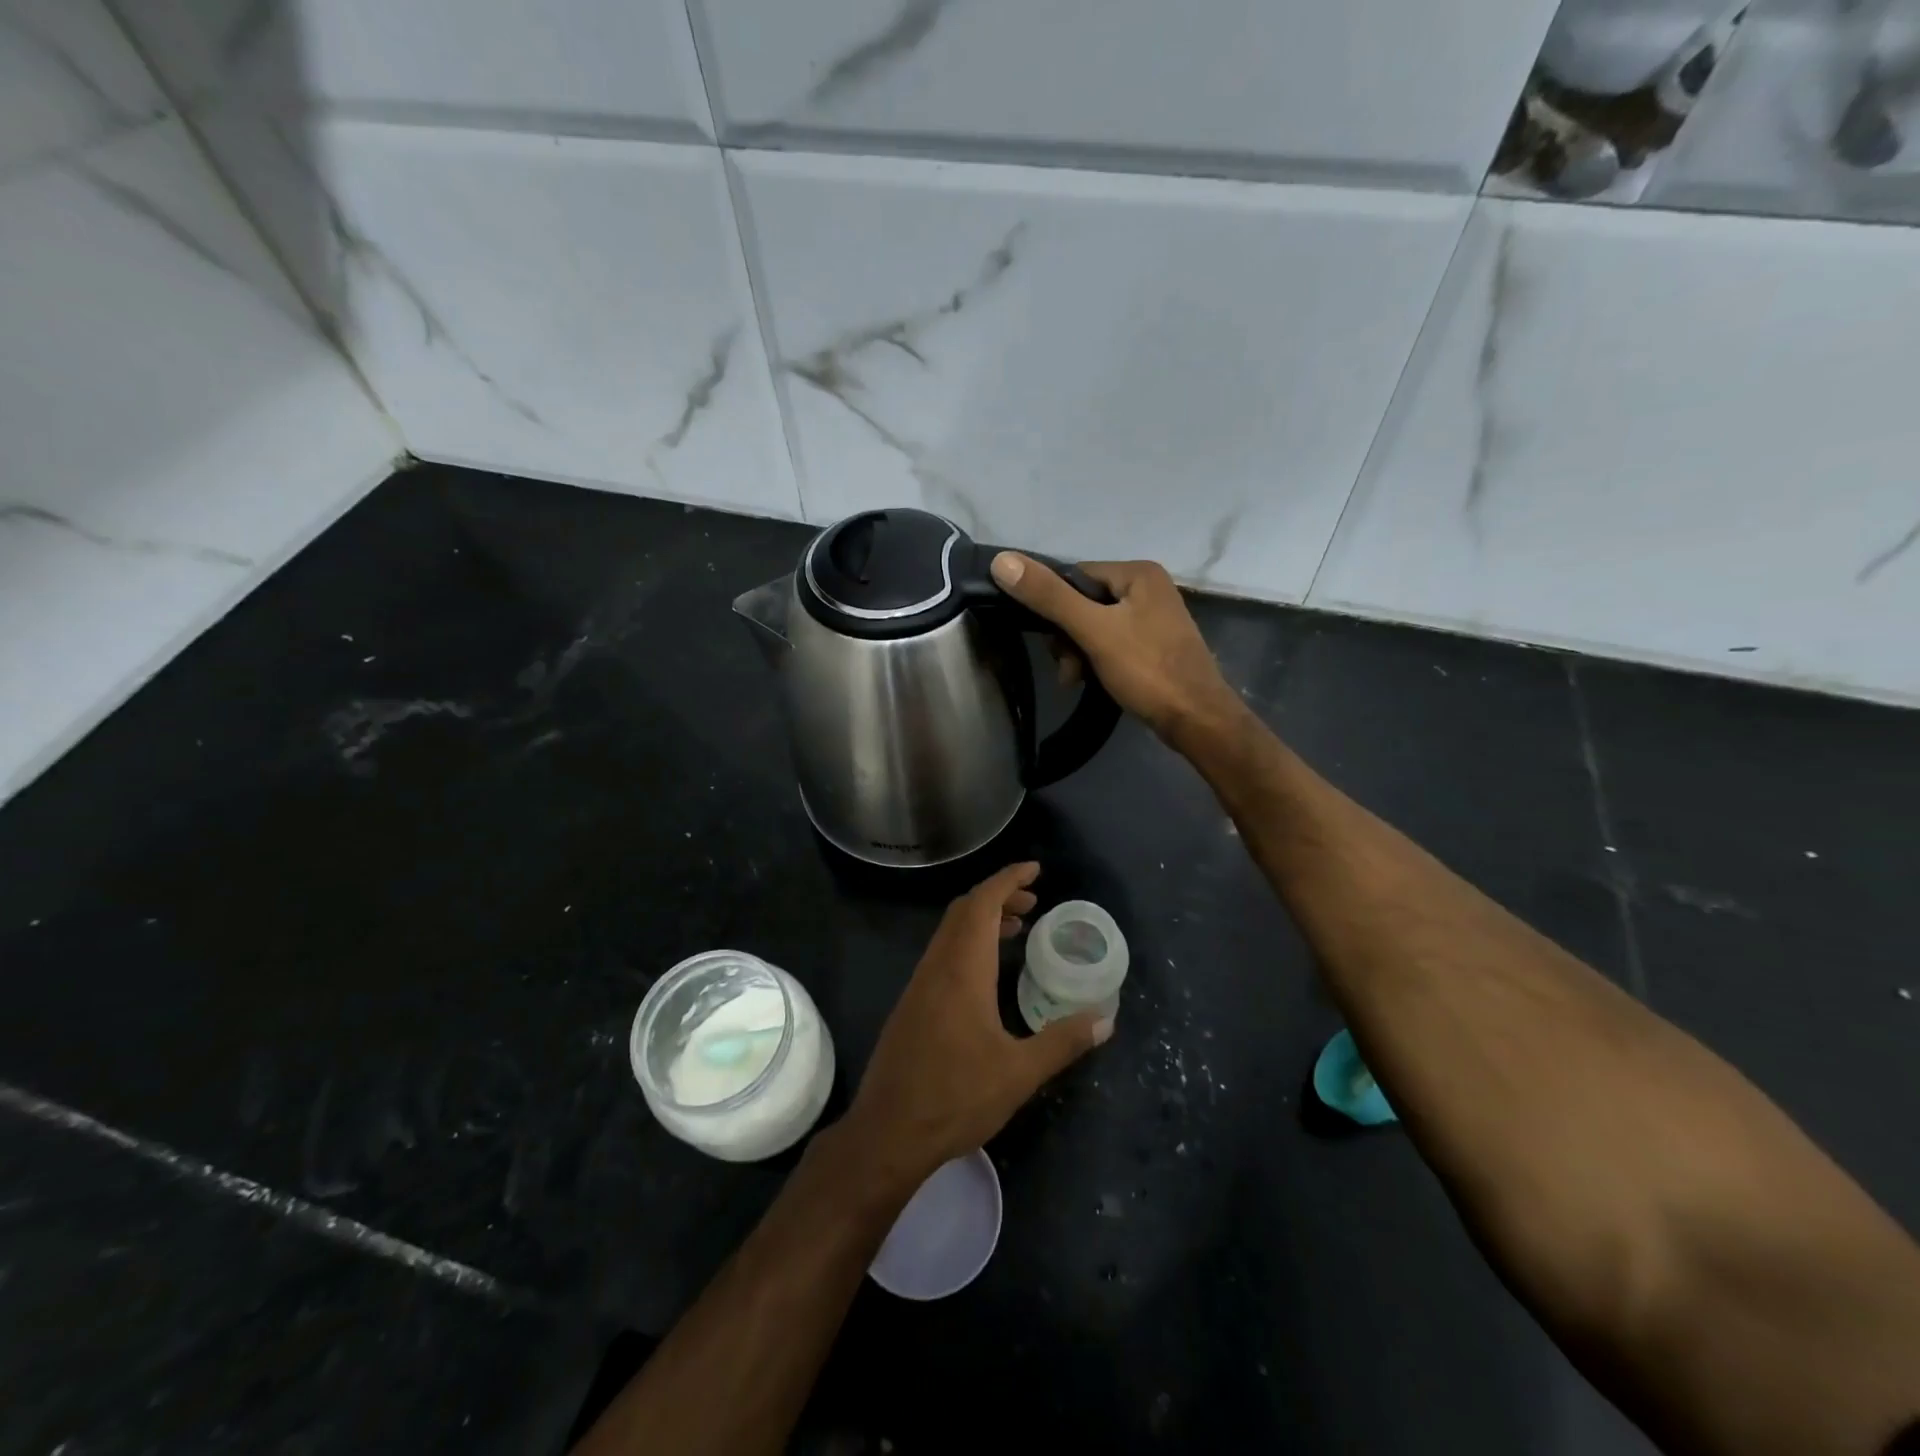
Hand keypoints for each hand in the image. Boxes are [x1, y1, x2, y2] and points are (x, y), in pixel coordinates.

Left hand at [841, 863, 1112, 1186]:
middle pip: (964, 910)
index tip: (1035, 869)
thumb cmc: (955, 1097)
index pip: (982, 903)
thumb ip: (1063, 1042)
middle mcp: (937, 966)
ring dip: (983, 920)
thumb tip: (1105, 1018)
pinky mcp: (912, 1004)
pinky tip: (987, 973)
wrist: (888, 1132)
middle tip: (1034, 901)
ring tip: (1018, 929)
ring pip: (951, 932)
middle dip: (999, 896)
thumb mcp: (1019, 1073)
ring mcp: (920, 984)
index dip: (1008, 879)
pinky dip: (969, 943)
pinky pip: (943, 954)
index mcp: (962, 969)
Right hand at [991, 553, 1243, 748]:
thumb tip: (1002, 561)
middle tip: (1068, 669)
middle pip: (1083, 602)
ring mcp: (1153, 617)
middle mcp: (1148, 587)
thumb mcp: (1093, 631)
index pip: (1074, 576)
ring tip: (1077, 680)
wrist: (1197, 719)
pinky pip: (1112, 643)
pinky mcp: (1154, 645)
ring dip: (1078, 653)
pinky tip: (1092, 682)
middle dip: (1067, 637)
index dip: (1054, 608)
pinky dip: (1097, 661)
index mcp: (1137, 573)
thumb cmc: (1147, 670)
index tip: (1052, 642)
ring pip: (1095, 626)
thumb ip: (1049, 597)